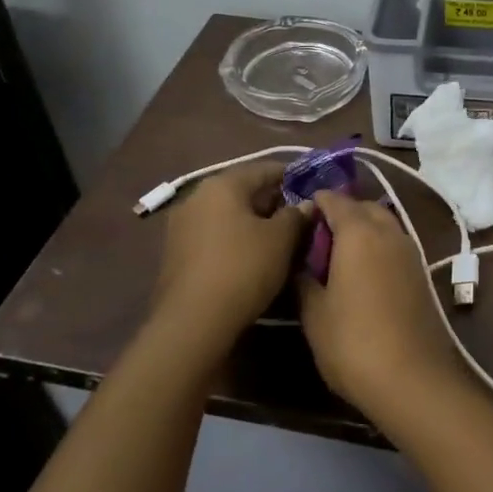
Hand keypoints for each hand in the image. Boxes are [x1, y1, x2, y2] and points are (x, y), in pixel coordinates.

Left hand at [150, 161, 306, 346]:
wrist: (193, 322)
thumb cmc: (243, 268)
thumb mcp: (281, 240)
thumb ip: (297, 216)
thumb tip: (307, 204)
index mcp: (222, 185)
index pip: (265, 169)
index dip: (294, 178)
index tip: (315, 192)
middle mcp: (196, 197)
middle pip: (244, 191)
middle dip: (274, 203)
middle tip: (302, 221)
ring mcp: (182, 226)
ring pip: (229, 216)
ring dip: (255, 224)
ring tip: (282, 243)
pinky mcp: (177, 254)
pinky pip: (216, 236)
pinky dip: (237, 241)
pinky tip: (255, 259)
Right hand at [297, 190, 471, 427]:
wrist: (412, 378)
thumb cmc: (353, 342)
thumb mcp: (314, 313)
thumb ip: (304, 280)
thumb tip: (300, 263)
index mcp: (359, 232)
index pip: (335, 200)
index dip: (316, 202)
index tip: (297, 215)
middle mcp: (389, 232)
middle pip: (364, 207)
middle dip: (342, 213)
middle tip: (316, 237)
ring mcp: (411, 252)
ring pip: (384, 225)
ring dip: (363, 230)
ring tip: (337, 257)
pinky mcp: (421, 273)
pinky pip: (394, 245)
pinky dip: (378, 247)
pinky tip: (362, 274)